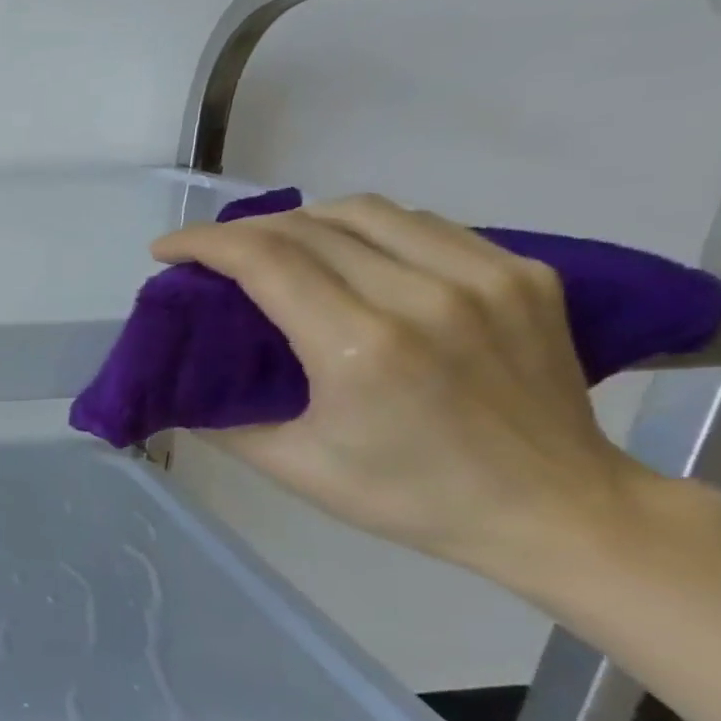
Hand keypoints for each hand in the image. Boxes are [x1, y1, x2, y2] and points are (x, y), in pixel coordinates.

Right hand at [152, 194, 653, 581]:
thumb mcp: (293, 466)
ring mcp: (484, 277)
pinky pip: (421, 224)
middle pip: (306, 226)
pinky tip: (345, 253)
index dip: (202, 243)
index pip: (265, 259)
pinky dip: (363, 228)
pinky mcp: (522, 272)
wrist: (556, 508)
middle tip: (207, 255)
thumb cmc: (410, 496)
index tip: (165, 250)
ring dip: (298, 220)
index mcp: (361, 348)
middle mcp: (423, 296)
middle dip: (238, 231)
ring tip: (270, 246)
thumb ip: (219, 419)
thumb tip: (173, 384)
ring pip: (364, 211)